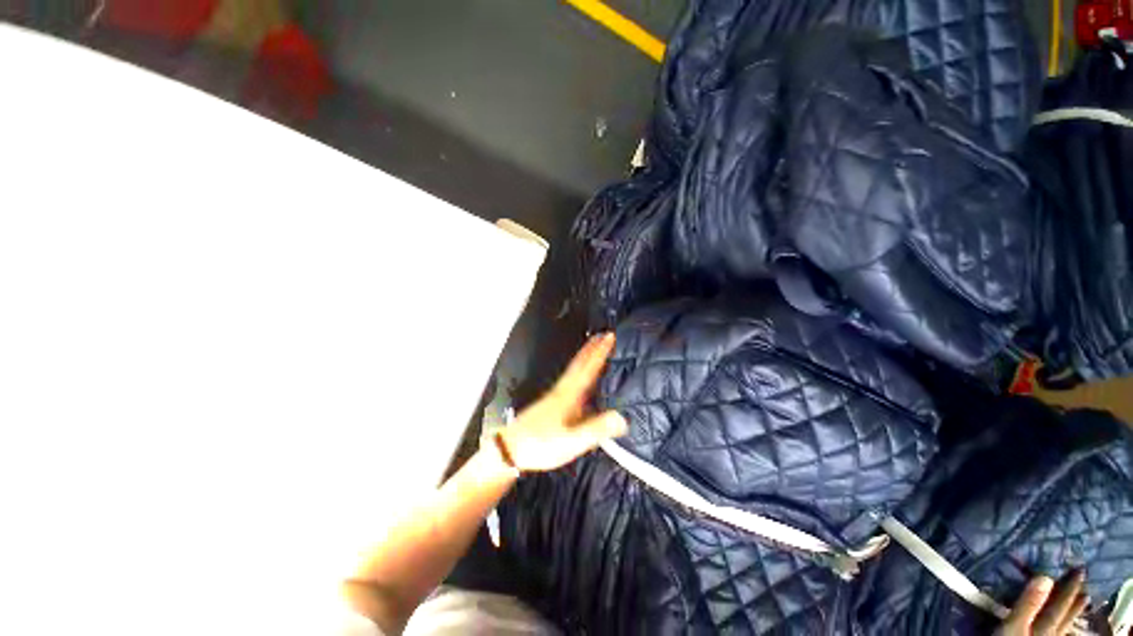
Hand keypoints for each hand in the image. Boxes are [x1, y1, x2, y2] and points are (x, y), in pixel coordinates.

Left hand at [500, 333, 627, 471]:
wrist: (509, 450)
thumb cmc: (540, 445)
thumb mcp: (571, 441)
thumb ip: (596, 429)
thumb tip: (621, 417)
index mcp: (568, 396)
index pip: (588, 369)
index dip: (599, 352)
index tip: (609, 337)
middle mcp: (562, 391)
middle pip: (579, 365)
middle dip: (592, 348)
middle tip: (602, 334)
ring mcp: (554, 396)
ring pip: (572, 371)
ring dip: (584, 357)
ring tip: (592, 349)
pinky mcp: (549, 404)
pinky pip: (568, 380)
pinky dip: (576, 371)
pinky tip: (577, 380)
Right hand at [996, 570, 1088, 634]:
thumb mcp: (1013, 625)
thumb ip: (1027, 603)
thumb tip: (1045, 576)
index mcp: (1045, 625)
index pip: (1059, 603)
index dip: (1068, 586)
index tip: (1078, 568)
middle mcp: (1051, 633)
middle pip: (1065, 614)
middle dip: (1073, 598)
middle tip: (1084, 582)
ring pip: (1065, 625)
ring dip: (1072, 611)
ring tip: (1083, 600)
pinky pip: (1059, 631)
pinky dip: (1065, 623)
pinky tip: (1066, 624)